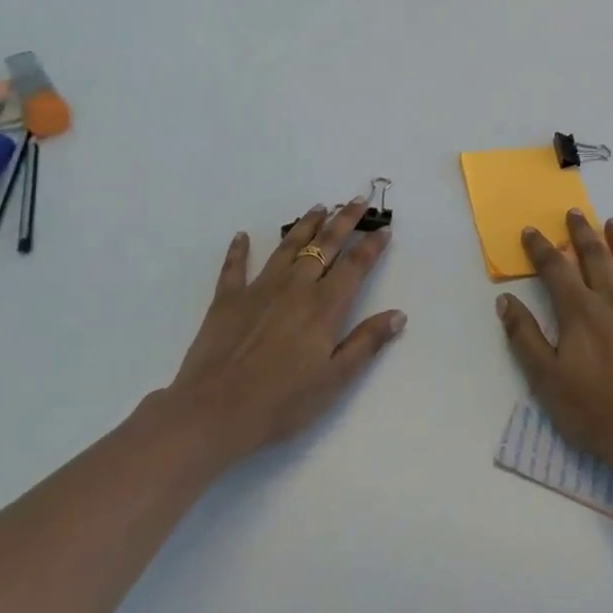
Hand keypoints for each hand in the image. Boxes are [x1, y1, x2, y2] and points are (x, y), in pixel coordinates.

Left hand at [163, 200, 405, 469]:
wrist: (213, 412)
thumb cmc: (281, 402)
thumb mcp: (334, 380)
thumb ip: (366, 343)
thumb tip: (398, 314)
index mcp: (324, 306)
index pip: (355, 266)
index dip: (371, 246)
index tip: (384, 229)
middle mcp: (295, 287)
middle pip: (325, 245)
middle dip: (344, 221)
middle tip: (357, 200)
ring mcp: (259, 289)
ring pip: (287, 247)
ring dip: (305, 225)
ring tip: (318, 207)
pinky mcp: (227, 299)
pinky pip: (235, 267)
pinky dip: (238, 250)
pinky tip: (241, 235)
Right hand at [496, 209, 612, 477]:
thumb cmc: (593, 410)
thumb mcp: (545, 378)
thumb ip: (524, 336)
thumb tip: (505, 300)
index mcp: (579, 311)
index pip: (555, 269)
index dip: (541, 248)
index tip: (531, 231)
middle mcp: (612, 301)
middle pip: (595, 257)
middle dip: (582, 233)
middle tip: (575, 213)